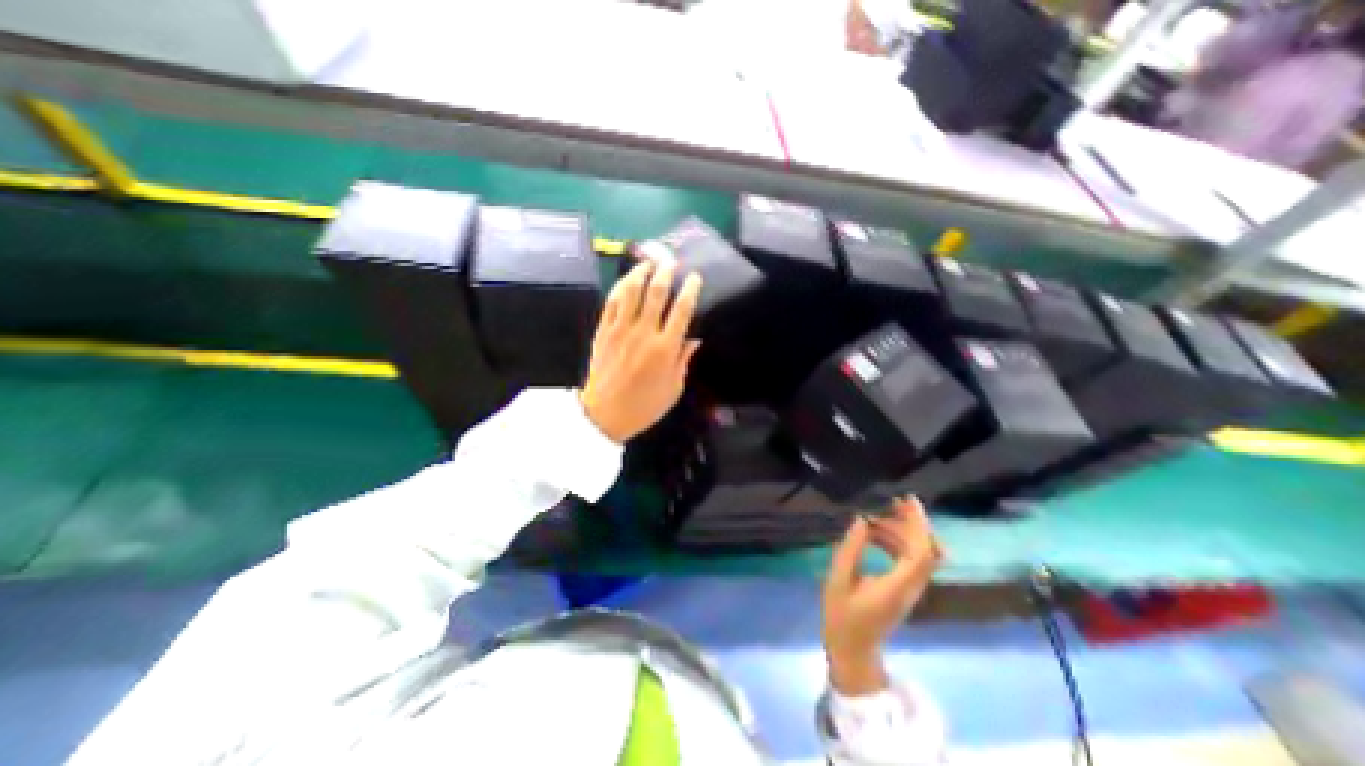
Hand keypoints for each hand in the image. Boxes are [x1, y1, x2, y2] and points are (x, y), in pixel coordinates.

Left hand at [576, 256, 702, 440]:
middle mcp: (643, 333)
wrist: (604, 415)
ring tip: (648, 262)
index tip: (695, 278)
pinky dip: (620, 287)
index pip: (682, 309)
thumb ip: (684, 360)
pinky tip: (627, 280)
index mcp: (665, 348)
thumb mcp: (674, 388)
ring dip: (641, 272)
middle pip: (656, 292)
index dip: (690, 290)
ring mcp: (620, 329)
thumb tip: (695, 338)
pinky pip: (611, 302)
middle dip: (666, 272)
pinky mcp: (603, 331)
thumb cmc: (644, 406)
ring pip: (631, 291)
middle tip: (671, 261)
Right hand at [828, 500, 945, 696]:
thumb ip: (850, 548)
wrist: (854, 650)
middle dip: (913, 522)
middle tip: (891, 503)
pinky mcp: (905, 589)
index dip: (918, 523)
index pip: (921, 551)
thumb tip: (862, 520)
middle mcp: (912, 586)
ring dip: (903, 531)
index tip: (907, 500)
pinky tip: (875, 535)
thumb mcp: (838, 580)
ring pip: (920, 553)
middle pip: (927, 549)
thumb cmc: (842, 616)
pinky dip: (898, 542)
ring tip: (874, 518)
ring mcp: (911, 589)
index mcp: (897, 585)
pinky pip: (911, 559)